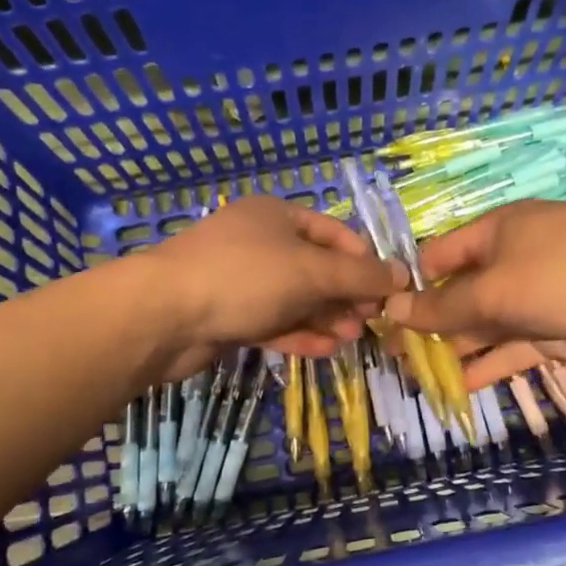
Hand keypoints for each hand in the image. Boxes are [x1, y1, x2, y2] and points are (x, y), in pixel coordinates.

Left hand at [136, 197, 404, 378]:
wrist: (163, 316)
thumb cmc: (244, 277)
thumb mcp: (311, 271)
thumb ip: (359, 276)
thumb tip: (402, 276)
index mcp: (277, 215)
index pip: (335, 233)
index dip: (364, 260)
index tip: (388, 291)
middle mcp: (260, 243)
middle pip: (316, 268)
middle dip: (346, 295)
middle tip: (371, 321)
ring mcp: (241, 280)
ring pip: (295, 298)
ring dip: (326, 317)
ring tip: (353, 339)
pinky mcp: (228, 315)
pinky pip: (273, 322)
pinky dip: (299, 334)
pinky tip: (326, 350)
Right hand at [383, 201, 565, 389]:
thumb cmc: (564, 273)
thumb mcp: (494, 289)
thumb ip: (444, 308)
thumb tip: (392, 312)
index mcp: (494, 233)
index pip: (440, 257)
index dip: (412, 286)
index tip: (384, 318)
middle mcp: (511, 261)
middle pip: (460, 294)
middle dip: (430, 324)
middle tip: (395, 356)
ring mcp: (535, 297)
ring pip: (484, 325)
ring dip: (455, 350)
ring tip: (418, 377)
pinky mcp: (556, 331)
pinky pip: (512, 348)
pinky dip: (488, 365)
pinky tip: (458, 387)